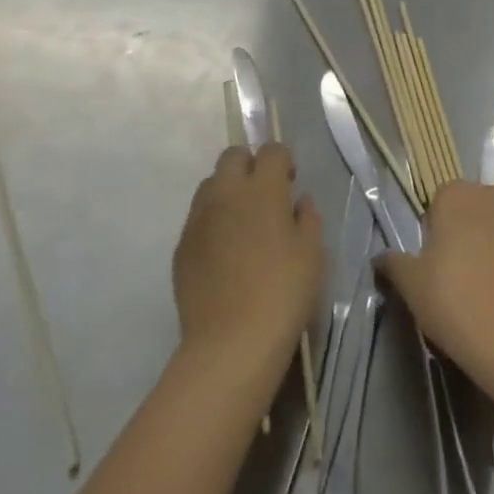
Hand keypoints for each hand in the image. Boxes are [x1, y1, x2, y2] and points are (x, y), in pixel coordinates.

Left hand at [173, 145, 323, 380]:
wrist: (231, 343)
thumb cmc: (283, 292)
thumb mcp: (312, 254)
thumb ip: (307, 218)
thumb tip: (299, 202)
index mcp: (262, 189)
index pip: (271, 151)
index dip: (283, 161)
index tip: (290, 182)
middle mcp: (226, 193)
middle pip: (232, 156)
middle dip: (250, 165)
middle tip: (265, 195)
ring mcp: (199, 219)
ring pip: (210, 184)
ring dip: (228, 190)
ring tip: (243, 222)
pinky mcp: (182, 246)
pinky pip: (197, 218)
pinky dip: (212, 221)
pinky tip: (225, 251)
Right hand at [375, 181, 493, 393]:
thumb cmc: (451, 297)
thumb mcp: (410, 282)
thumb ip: (393, 263)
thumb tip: (380, 258)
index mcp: (457, 194)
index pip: (438, 202)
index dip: (431, 230)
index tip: (429, 261)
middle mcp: (491, 196)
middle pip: (468, 211)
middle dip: (459, 234)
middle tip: (448, 274)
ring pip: (492, 229)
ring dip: (484, 247)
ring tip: (474, 287)